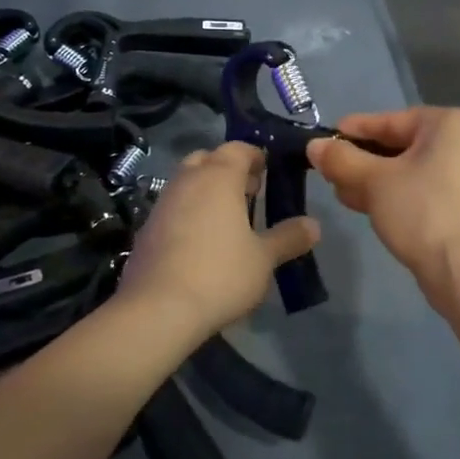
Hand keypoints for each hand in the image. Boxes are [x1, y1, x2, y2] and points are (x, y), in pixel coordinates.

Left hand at [113, 142, 319, 343]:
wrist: (157, 309)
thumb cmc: (220, 274)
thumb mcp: (264, 258)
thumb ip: (288, 237)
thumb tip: (313, 225)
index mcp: (218, 177)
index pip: (238, 148)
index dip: (255, 156)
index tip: (268, 172)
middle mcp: (187, 181)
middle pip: (207, 159)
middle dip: (227, 170)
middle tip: (249, 193)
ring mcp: (162, 204)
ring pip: (186, 183)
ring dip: (206, 192)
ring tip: (228, 220)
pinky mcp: (146, 230)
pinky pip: (172, 209)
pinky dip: (188, 214)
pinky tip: (200, 243)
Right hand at [307, 107, 459, 296]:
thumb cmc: (422, 212)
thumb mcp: (374, 182)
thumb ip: (342, 159)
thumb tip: (315, 146)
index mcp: (453, 123)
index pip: (392, 121)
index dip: (354, 130)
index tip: (325, 138)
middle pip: (403, 145)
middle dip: (363, 161)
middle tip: (331, 172)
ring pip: (414, 170)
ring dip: (376, 181)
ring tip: (343, 194)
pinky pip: (428, 189)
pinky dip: (400, 194)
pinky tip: (370, 207)